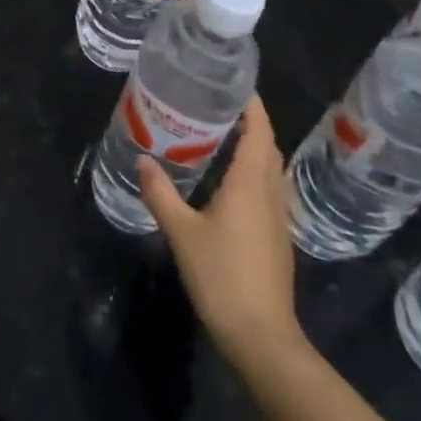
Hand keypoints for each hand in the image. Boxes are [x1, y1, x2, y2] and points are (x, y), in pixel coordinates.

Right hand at [137, 95, 300, 367]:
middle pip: (267, 145)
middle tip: (218, 104)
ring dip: (254, 146)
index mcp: (250, 182)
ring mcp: (278, 216)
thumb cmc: (222, 277)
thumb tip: (142, 159)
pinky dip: (254, 171)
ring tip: (222, 135)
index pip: (258, 129)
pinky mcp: (277, 237)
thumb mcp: (182, 233)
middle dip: (250, 121)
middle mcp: (269, 192)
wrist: (262, 337)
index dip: (251, 104)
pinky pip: (268, 188)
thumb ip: (161, 194)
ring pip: (270, 168)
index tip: (232, 82)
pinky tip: (230, 182)